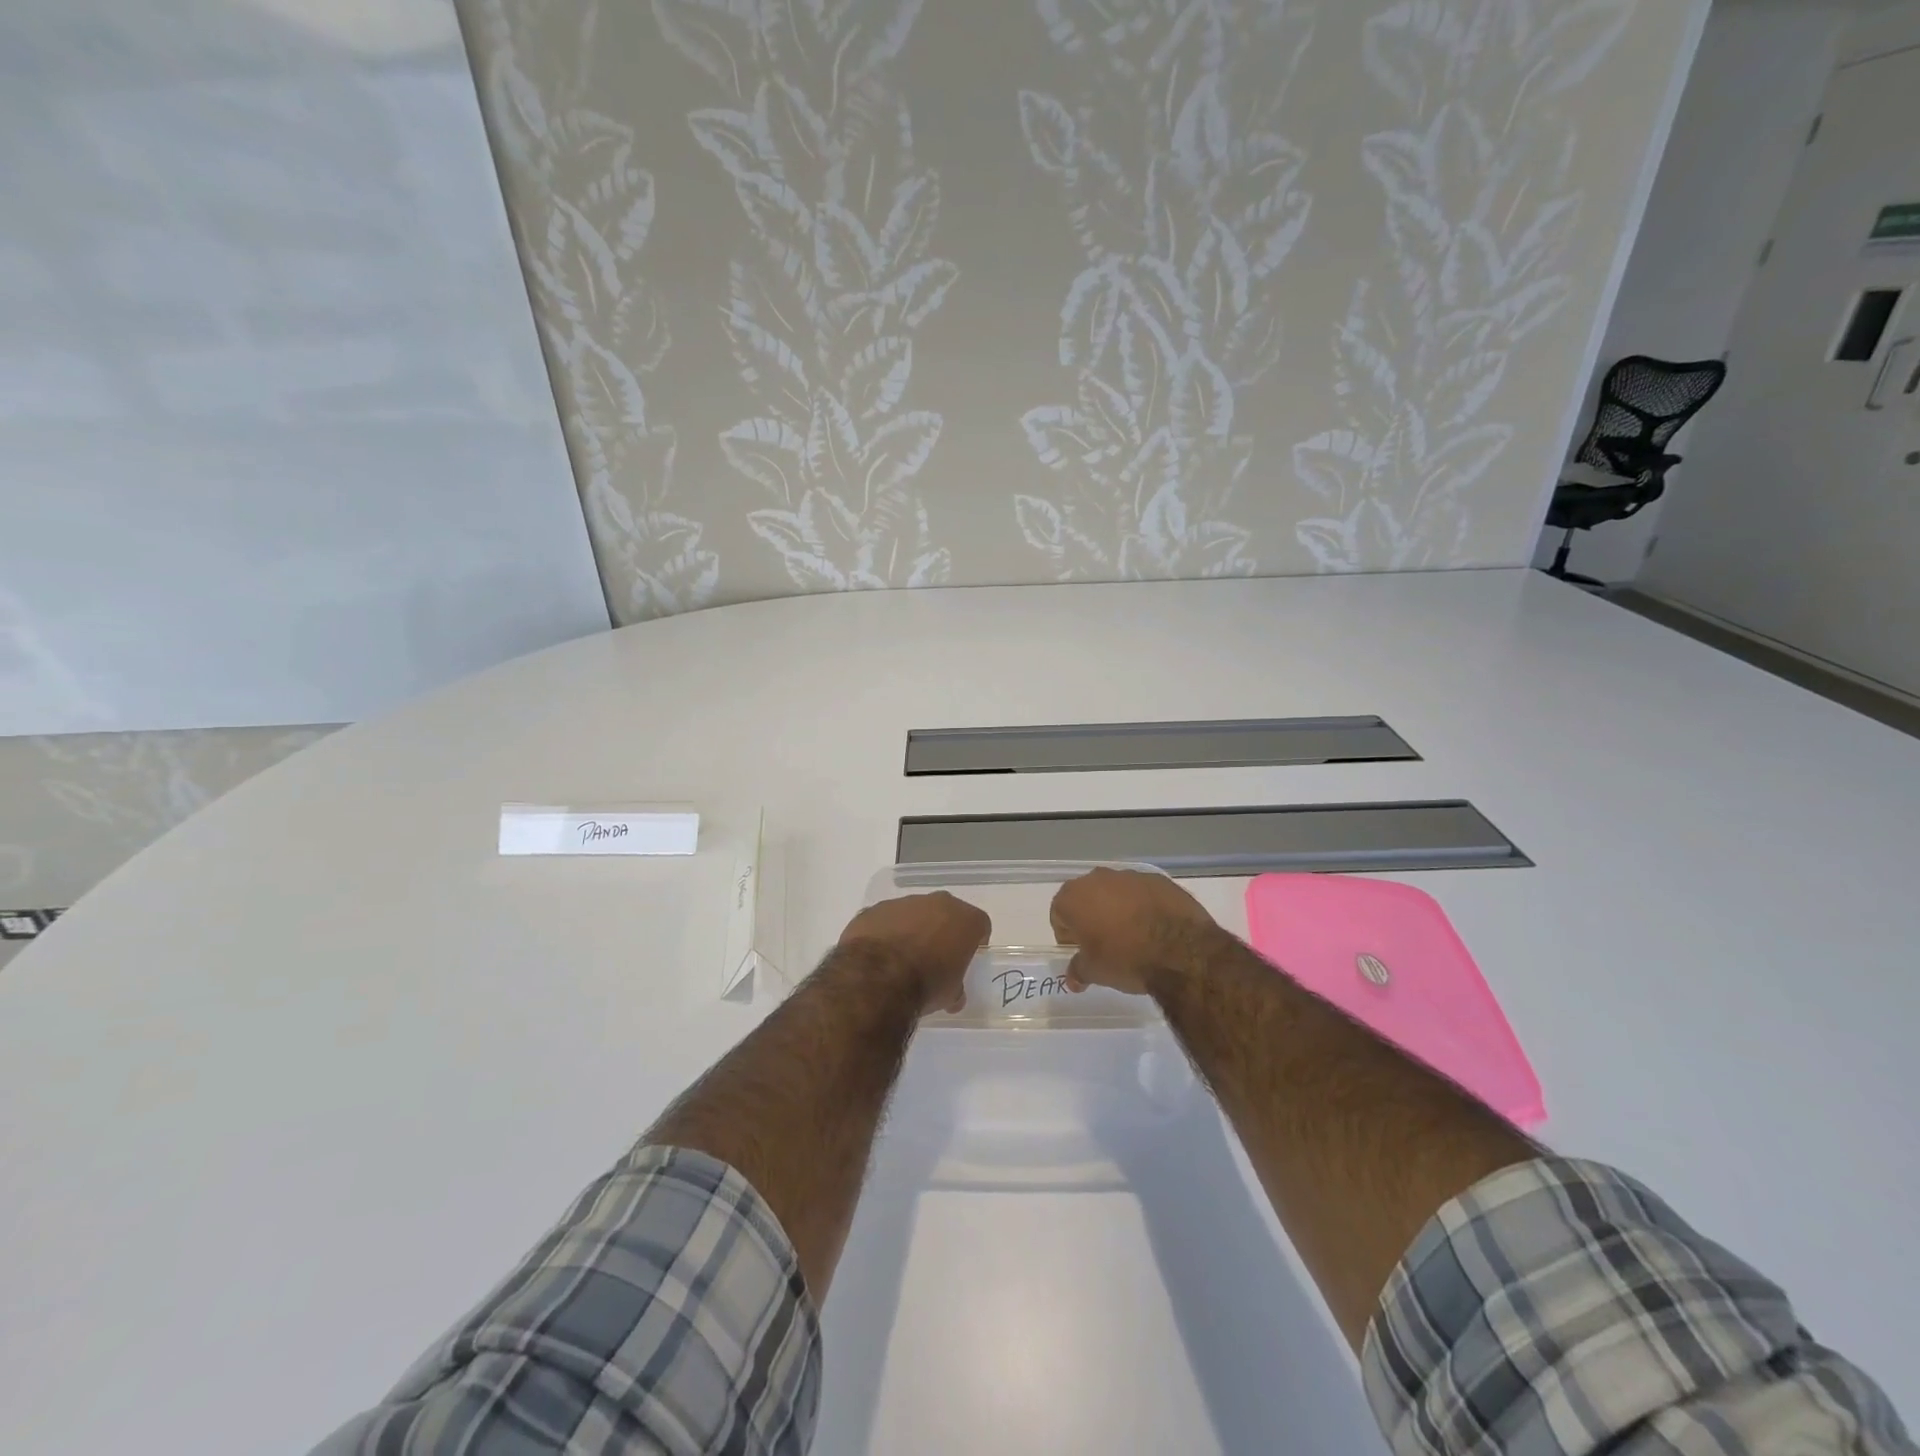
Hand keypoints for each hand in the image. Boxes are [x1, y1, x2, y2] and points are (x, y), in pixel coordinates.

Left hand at [836, 892, 989, 1014]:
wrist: (877, 976)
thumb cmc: (926, 983)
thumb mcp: (950, 994)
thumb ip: (956, 988)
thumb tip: (954, 996)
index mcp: (964, 919)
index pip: (979, 924)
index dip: (975, 941)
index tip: (967, 957)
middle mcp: (937, 902)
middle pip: (946, 913)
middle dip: (943, 931)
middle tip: (936, 957)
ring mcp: (903, 902)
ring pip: (914, 913)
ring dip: (912, 930)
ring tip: (903, 959)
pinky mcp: (875, 909)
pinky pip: (886, 920)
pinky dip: (886, 933)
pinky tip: (879, 956)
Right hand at [1049, 868, 1217, 995]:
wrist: (1181, 950)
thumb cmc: (1126, 959)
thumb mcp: (1095, 972)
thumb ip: (1078, 971)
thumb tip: (1072, 979)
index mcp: (1074, 896)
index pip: (1059, 914)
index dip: (1068, 935)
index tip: (1081, 952)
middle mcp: (1098, 878)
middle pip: (1086, 898)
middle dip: (1091, 918)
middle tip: (1104, 944)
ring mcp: (1130, 876)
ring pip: (1116, 893)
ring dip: (1118, 910)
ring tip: (1133, 937)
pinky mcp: (1159, 880)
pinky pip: (1143, 893)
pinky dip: (1144, 906)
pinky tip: (1156, 928)